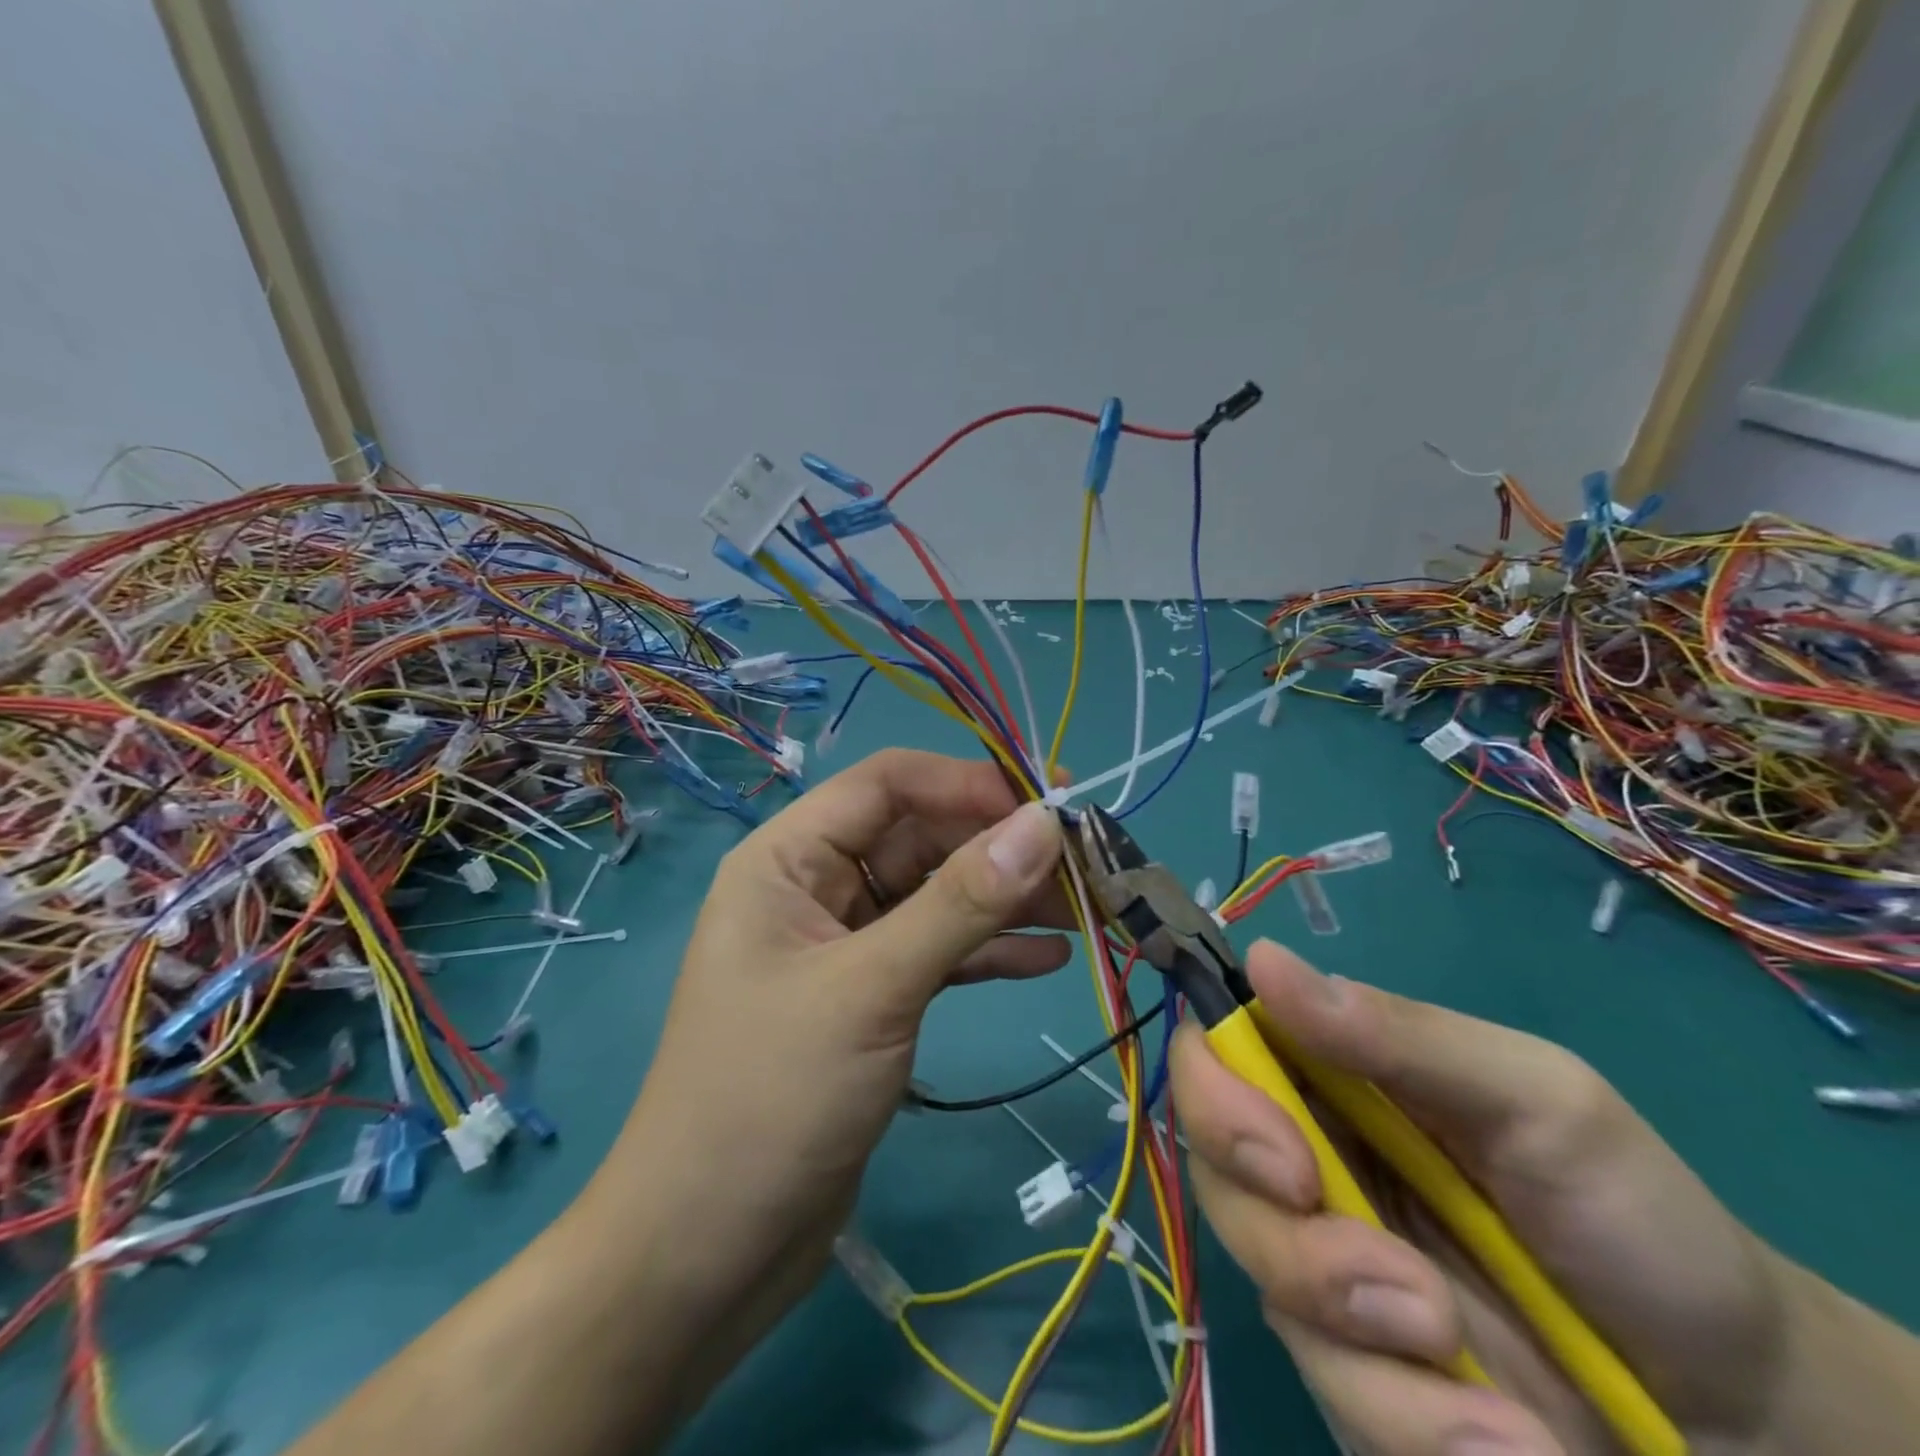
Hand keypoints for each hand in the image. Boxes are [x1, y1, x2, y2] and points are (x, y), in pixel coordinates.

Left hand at [585, 749, 1068, 1385]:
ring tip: (1087, 910)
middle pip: (920, 836)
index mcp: (789, 858)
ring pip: (937, 895)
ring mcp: (846, 944)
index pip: (888, 783)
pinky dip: (989, 950)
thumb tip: (1043, 823)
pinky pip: (938, 951)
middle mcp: (816, 887)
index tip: (1049, 804)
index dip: (968, 782)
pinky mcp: (871, 997)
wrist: (708, 1253)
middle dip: (1000, 846)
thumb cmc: (773, 1099)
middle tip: (1087, 864)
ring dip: (1006, 899)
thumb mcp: (874, 987)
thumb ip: (961, 902)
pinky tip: (1048, 958)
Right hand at [1171, 942, 1792, 1454]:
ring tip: (1469, 1363)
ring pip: (1263, 1283)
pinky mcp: (1353, 1367)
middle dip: (1288, 1239)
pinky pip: (1329, 1389)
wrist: (1742, 1412)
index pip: (1212, 1056)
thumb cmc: (1631, 1212)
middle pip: (1214, 1173)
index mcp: (1327, 1076)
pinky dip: (1408, 1424)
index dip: (1215, 1098)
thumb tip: (1262, 957)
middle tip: (1403, 1291)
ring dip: (1362, 1339)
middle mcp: (1304, 1158)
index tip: (1284, 1162)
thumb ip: (1397, 1033)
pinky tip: (1501, 1440)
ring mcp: (1321, 1264)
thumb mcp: (1533, 1098)